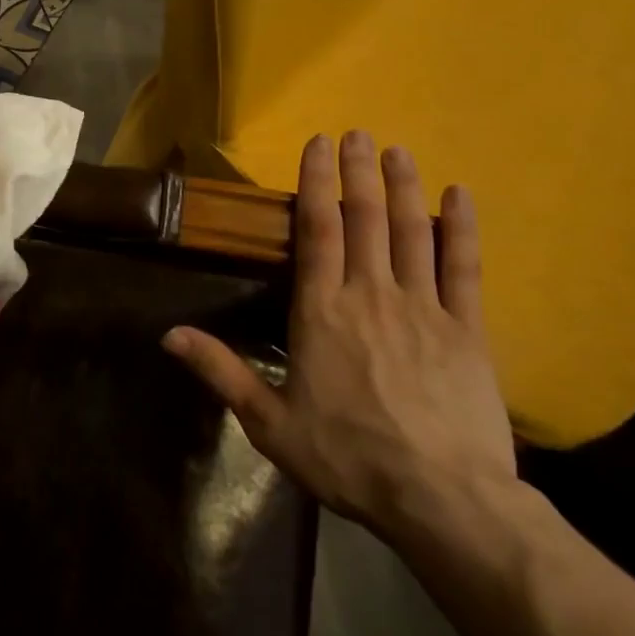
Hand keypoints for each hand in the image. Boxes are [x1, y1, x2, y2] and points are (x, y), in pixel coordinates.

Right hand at [164, 131, 514, 537]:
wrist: (444, 501)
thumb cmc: (348, 458)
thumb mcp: (269, 422)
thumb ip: (220, 371)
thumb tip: (167, 334)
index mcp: (321, 310)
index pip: (317, 230)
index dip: (316, 182)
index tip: (318, 144)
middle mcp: (370, 294)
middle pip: (364, 218)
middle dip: (358, 171)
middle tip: (357, 134)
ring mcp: (423, 307)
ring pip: (410, 232)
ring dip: (402, 187)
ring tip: (397, 150)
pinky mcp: (467, 329)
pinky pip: (464, 268)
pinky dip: (461, 229)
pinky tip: (460, 195)